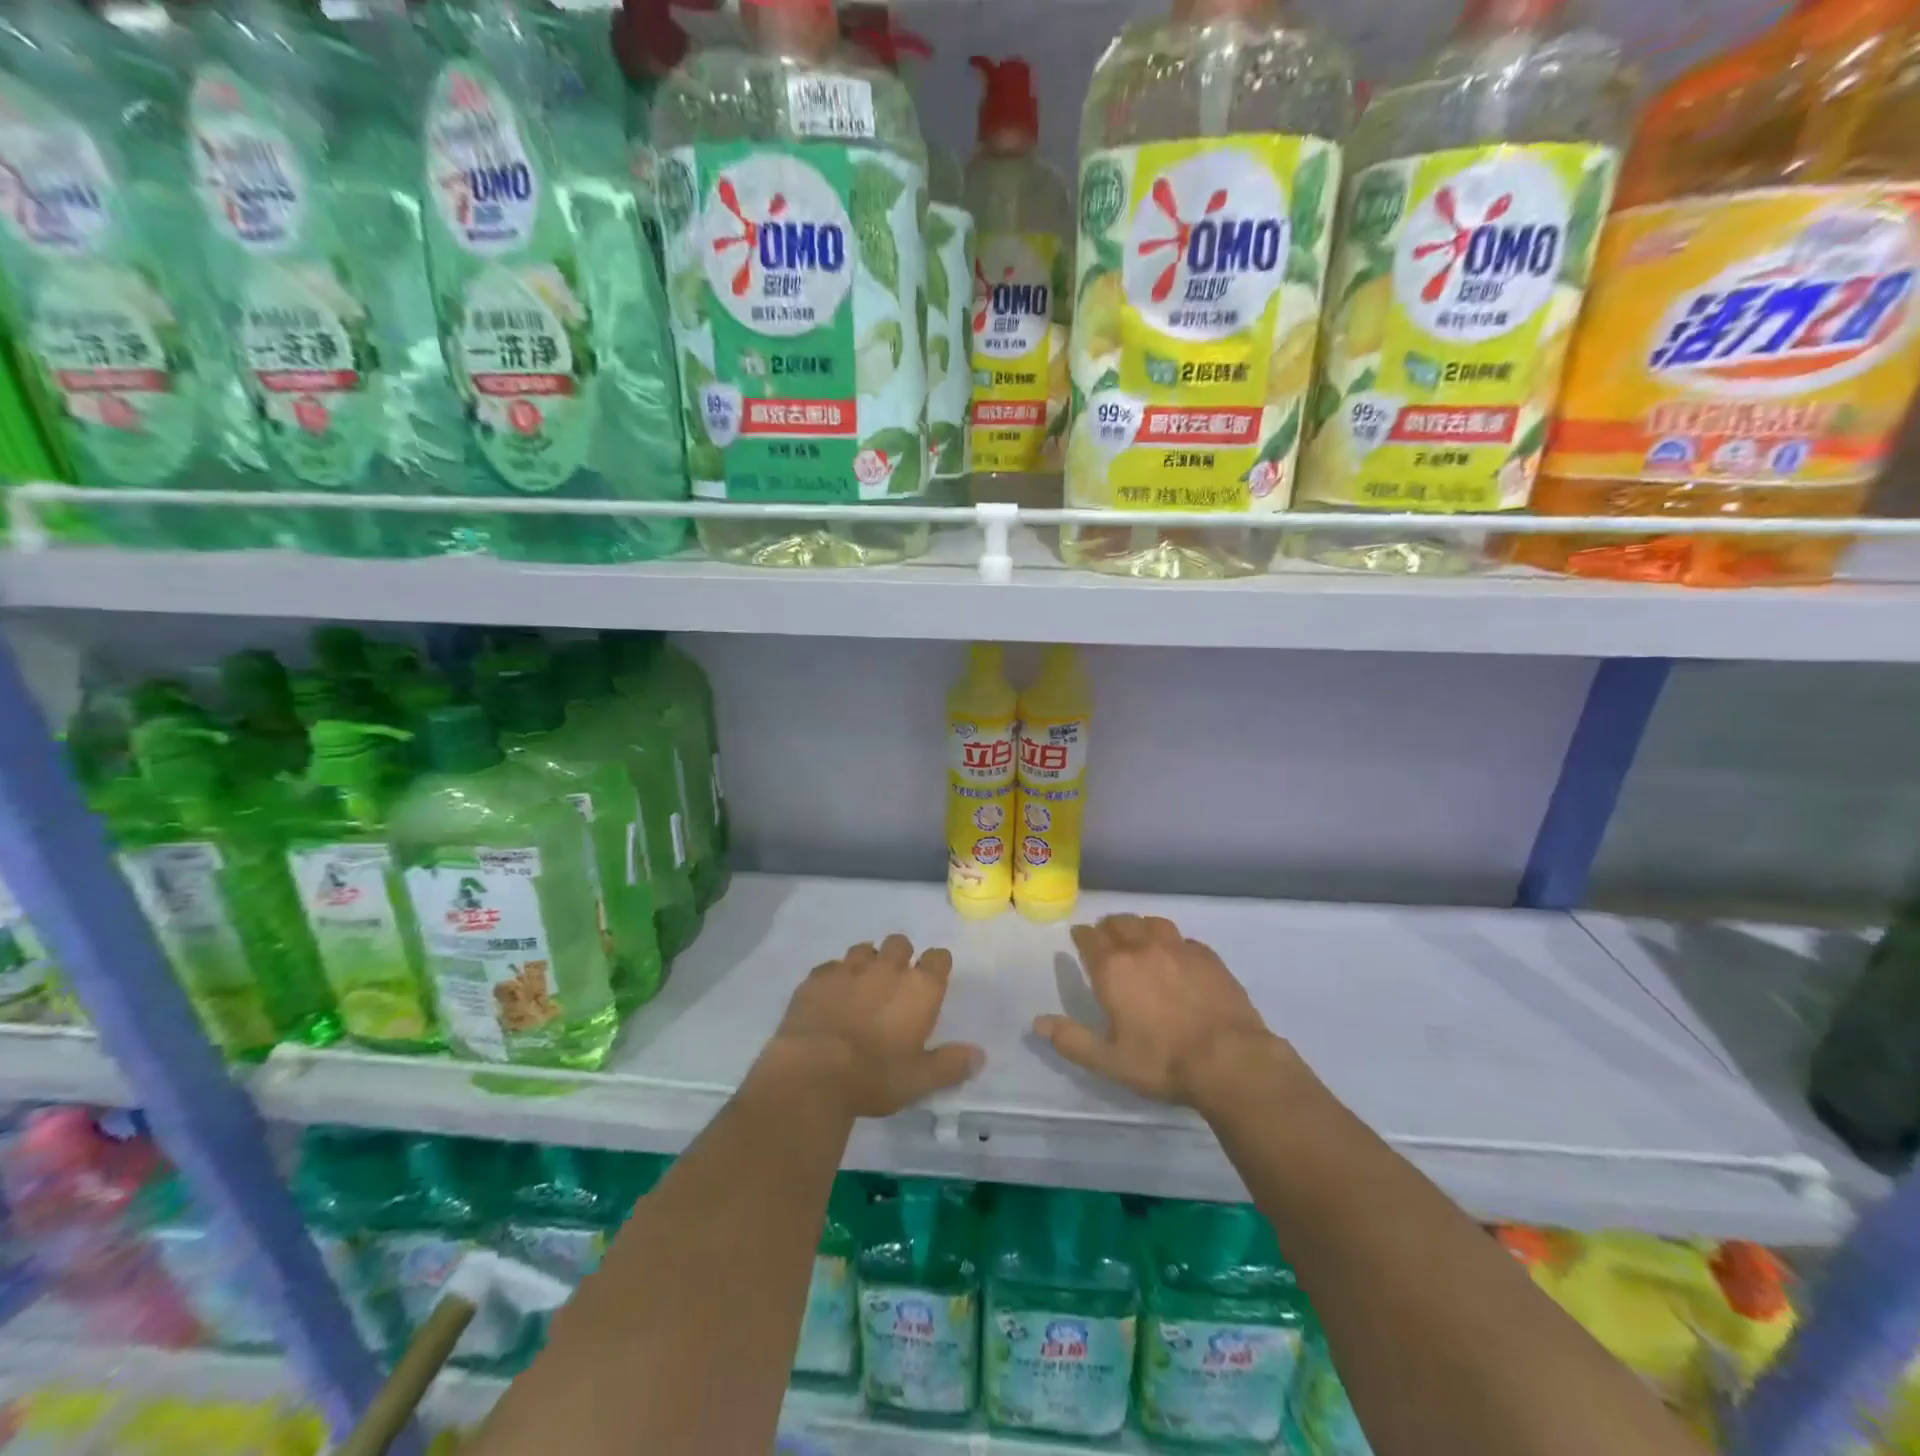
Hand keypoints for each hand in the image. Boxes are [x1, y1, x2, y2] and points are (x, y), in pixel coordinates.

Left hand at [758, 934, 983, 1119]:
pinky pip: (831, 966)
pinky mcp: (817, 977)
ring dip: (867, 962)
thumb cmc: (874, 1077)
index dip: (937, 965)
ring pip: (864, 949)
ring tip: (862, 987)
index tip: (932, 980)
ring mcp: (849, 968)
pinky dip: (835, 977)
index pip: (938, 957)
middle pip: (900, 943)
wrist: (812, 1072)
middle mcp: (888, 968)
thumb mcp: (919, 1080)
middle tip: (894, 985)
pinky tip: (830, 997)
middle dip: (900, 957)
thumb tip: (980, 1056)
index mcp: (919, 988)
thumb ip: (951, 1065)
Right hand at [1033, 914, 1278, 1107]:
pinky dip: (1172, 942)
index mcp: (1113, 968)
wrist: (1230, 1060)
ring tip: (1140, 939)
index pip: (1090, 937)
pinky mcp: (1207, 956)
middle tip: (1107, 939)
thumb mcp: (1109, 1061)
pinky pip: (1183, 939)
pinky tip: (1176, 957)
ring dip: (1140, 927)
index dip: (1082, 936)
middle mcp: (1142, 947)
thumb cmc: (1162, 1062)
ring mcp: (1178, 948)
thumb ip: (1071, 1040)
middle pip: (1120, 922)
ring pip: (1152, 922)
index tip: (1079, 939)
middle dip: (1109, 927)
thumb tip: (1037, 1023)